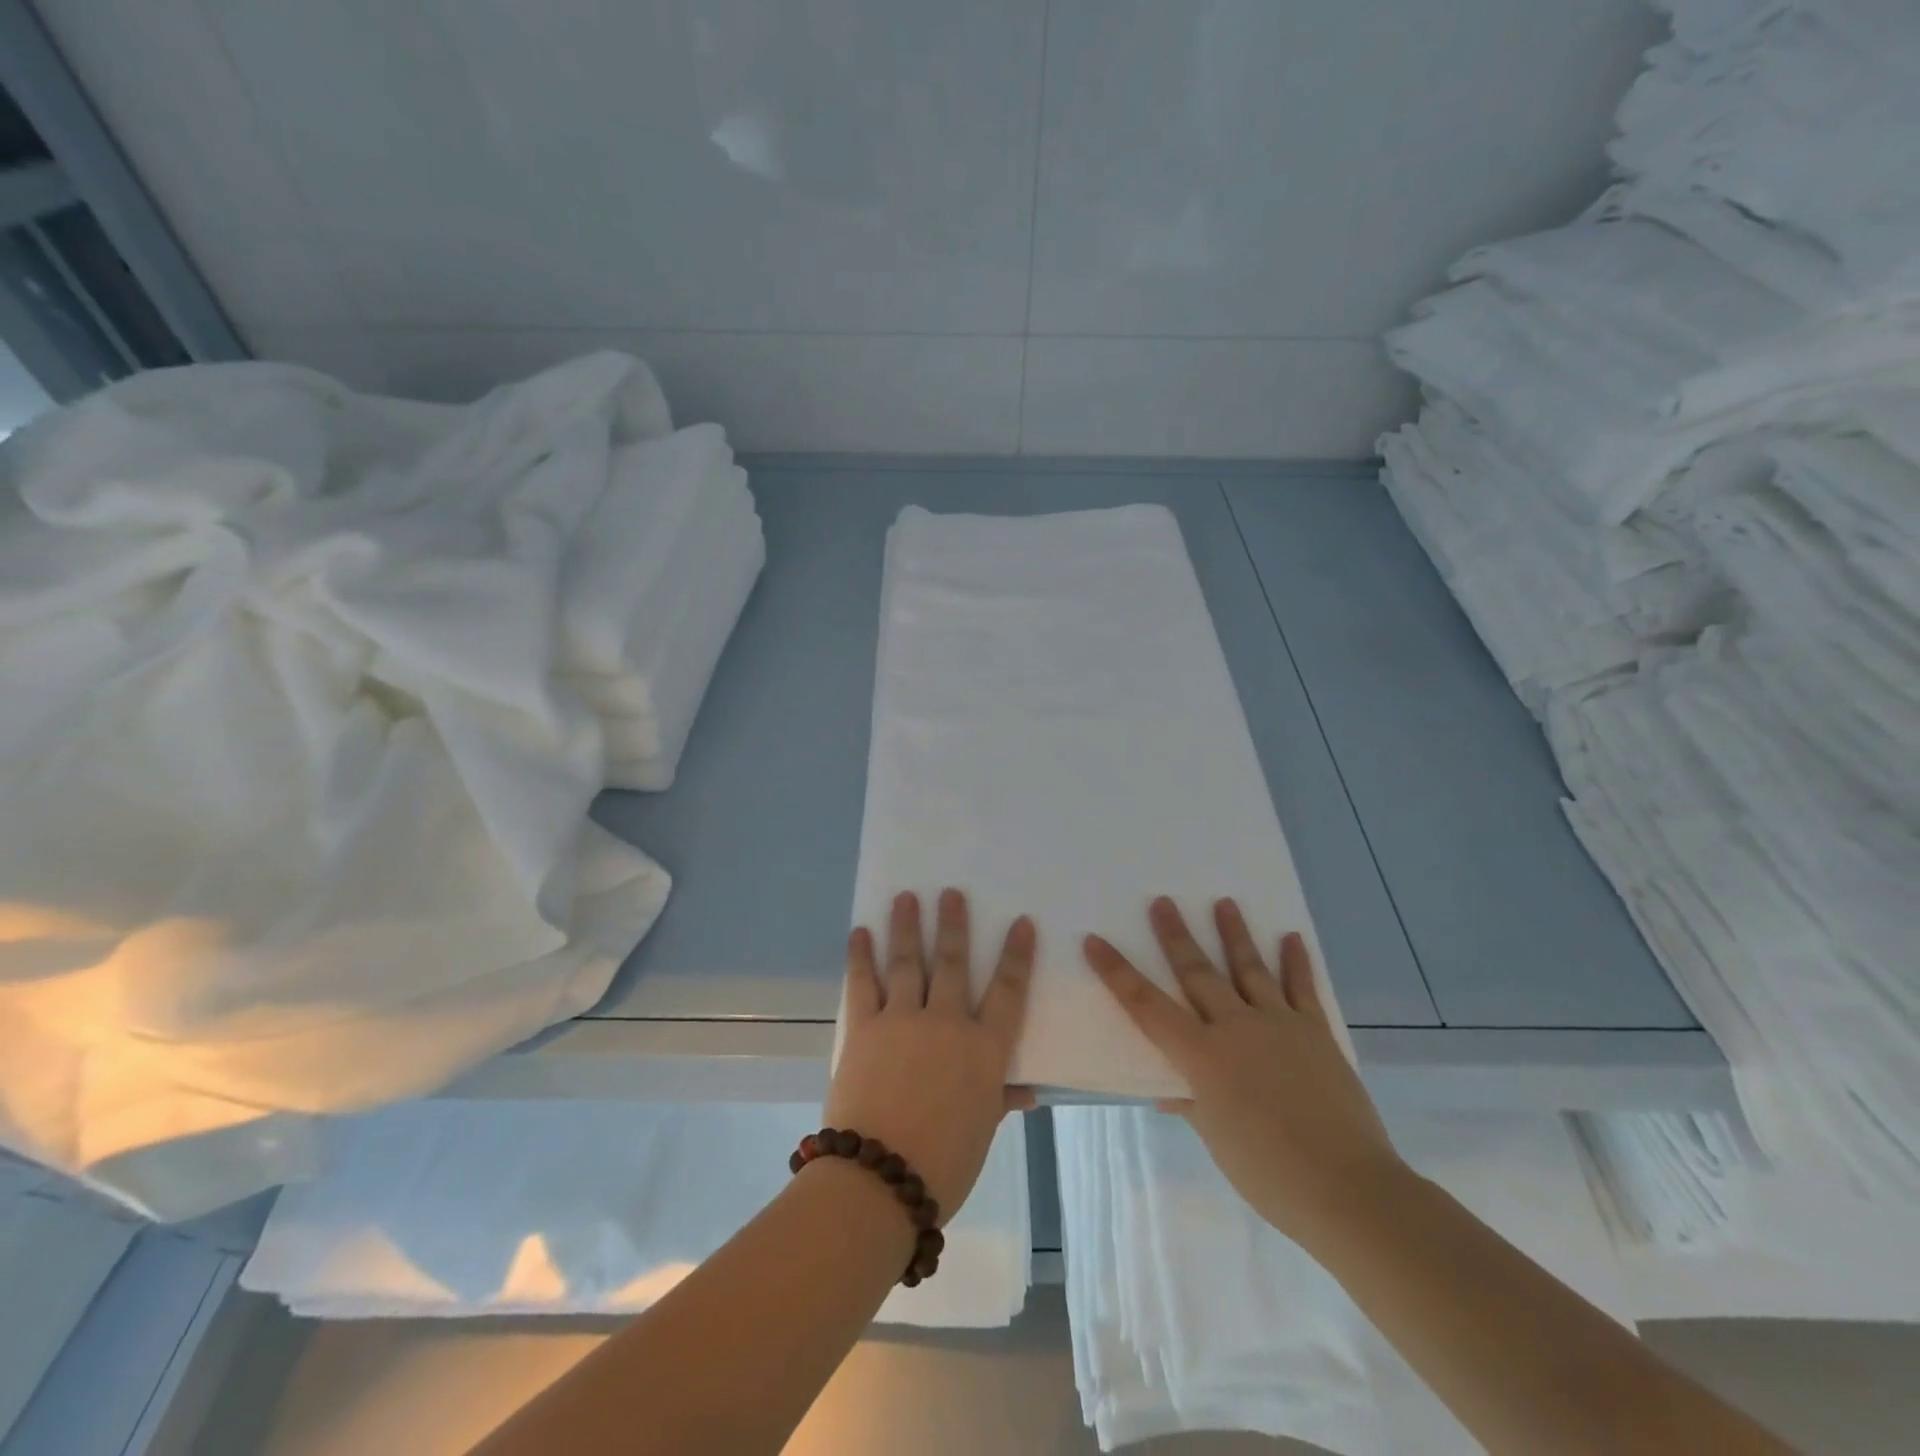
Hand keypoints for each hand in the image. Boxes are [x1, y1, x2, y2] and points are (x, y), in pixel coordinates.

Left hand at [826, 889, 1035, 1222]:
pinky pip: (863, 983)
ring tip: (906, 897)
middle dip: (954, 925)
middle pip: (954, 963)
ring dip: (907, 926)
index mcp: (983, 1050)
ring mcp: (903, 1020)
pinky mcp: (865, 1028)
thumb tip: (1026, 1092)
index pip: (1008, 992)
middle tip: (951, 892)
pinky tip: (860, 933)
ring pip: (909, 962)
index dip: (1017, 956)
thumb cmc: (943, 1164)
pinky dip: (861, 956)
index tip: (1021, 923)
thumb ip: (999, 1100)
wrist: (880, 1179)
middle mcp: (947, 1023)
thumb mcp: (981, 1131)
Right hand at [1084, 896, 1402, 1247]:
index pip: (1147, 1006)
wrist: (1347, 1188)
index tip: (1096, 942)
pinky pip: (1302, 988)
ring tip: (1224, 901)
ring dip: (1234, 933)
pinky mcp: (1315, 1032)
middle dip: (1176, 936)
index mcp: (1202, 1056)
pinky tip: (1291, 937)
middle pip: (1197, 972)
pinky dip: (1296, 962)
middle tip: (1163, 901)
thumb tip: (1169, 1093)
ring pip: (1249, 968)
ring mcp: (1279, 1024)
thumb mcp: (1217, 1140)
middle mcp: (1236, 1028)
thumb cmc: (1268, 1172)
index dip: (1117, 972)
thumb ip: (1192, 1104)